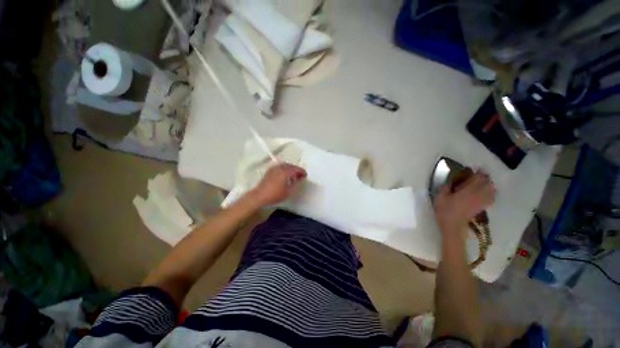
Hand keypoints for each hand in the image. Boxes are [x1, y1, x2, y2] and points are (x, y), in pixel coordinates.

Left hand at [246, 163, 306, 208]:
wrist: (259, 196)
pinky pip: (280, 167)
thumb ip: (296, 184)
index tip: (306, 175)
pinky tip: (285, 175)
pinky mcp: (270, 171)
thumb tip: (300, 179)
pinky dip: (285, 169)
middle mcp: (280, 168)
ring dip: (291, 169)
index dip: (302, 171)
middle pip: (291, 166)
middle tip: (301, 175)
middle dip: (297, 169)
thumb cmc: (275, 195)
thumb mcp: (288, 191)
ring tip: (294, 175)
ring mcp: (274, 168)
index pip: (296, 169)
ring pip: (285, 165)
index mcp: (285, 172)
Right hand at [434, 172, 495, 240]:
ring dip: (489, 184)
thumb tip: (449, 183)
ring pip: (492, 190)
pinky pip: (491, 198)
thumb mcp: (440, 197)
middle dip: (485, 177)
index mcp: (468, 191)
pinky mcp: (481, 207)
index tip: (475, 168)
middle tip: (479, 174)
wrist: (452, 226)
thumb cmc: (445, 211)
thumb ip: (444, 188)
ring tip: (483, 182)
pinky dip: (491, 193)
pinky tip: (486, 192)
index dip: (478, 172)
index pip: (478, 179)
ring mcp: (481, 202)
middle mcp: (478, 195)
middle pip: (488, 184)